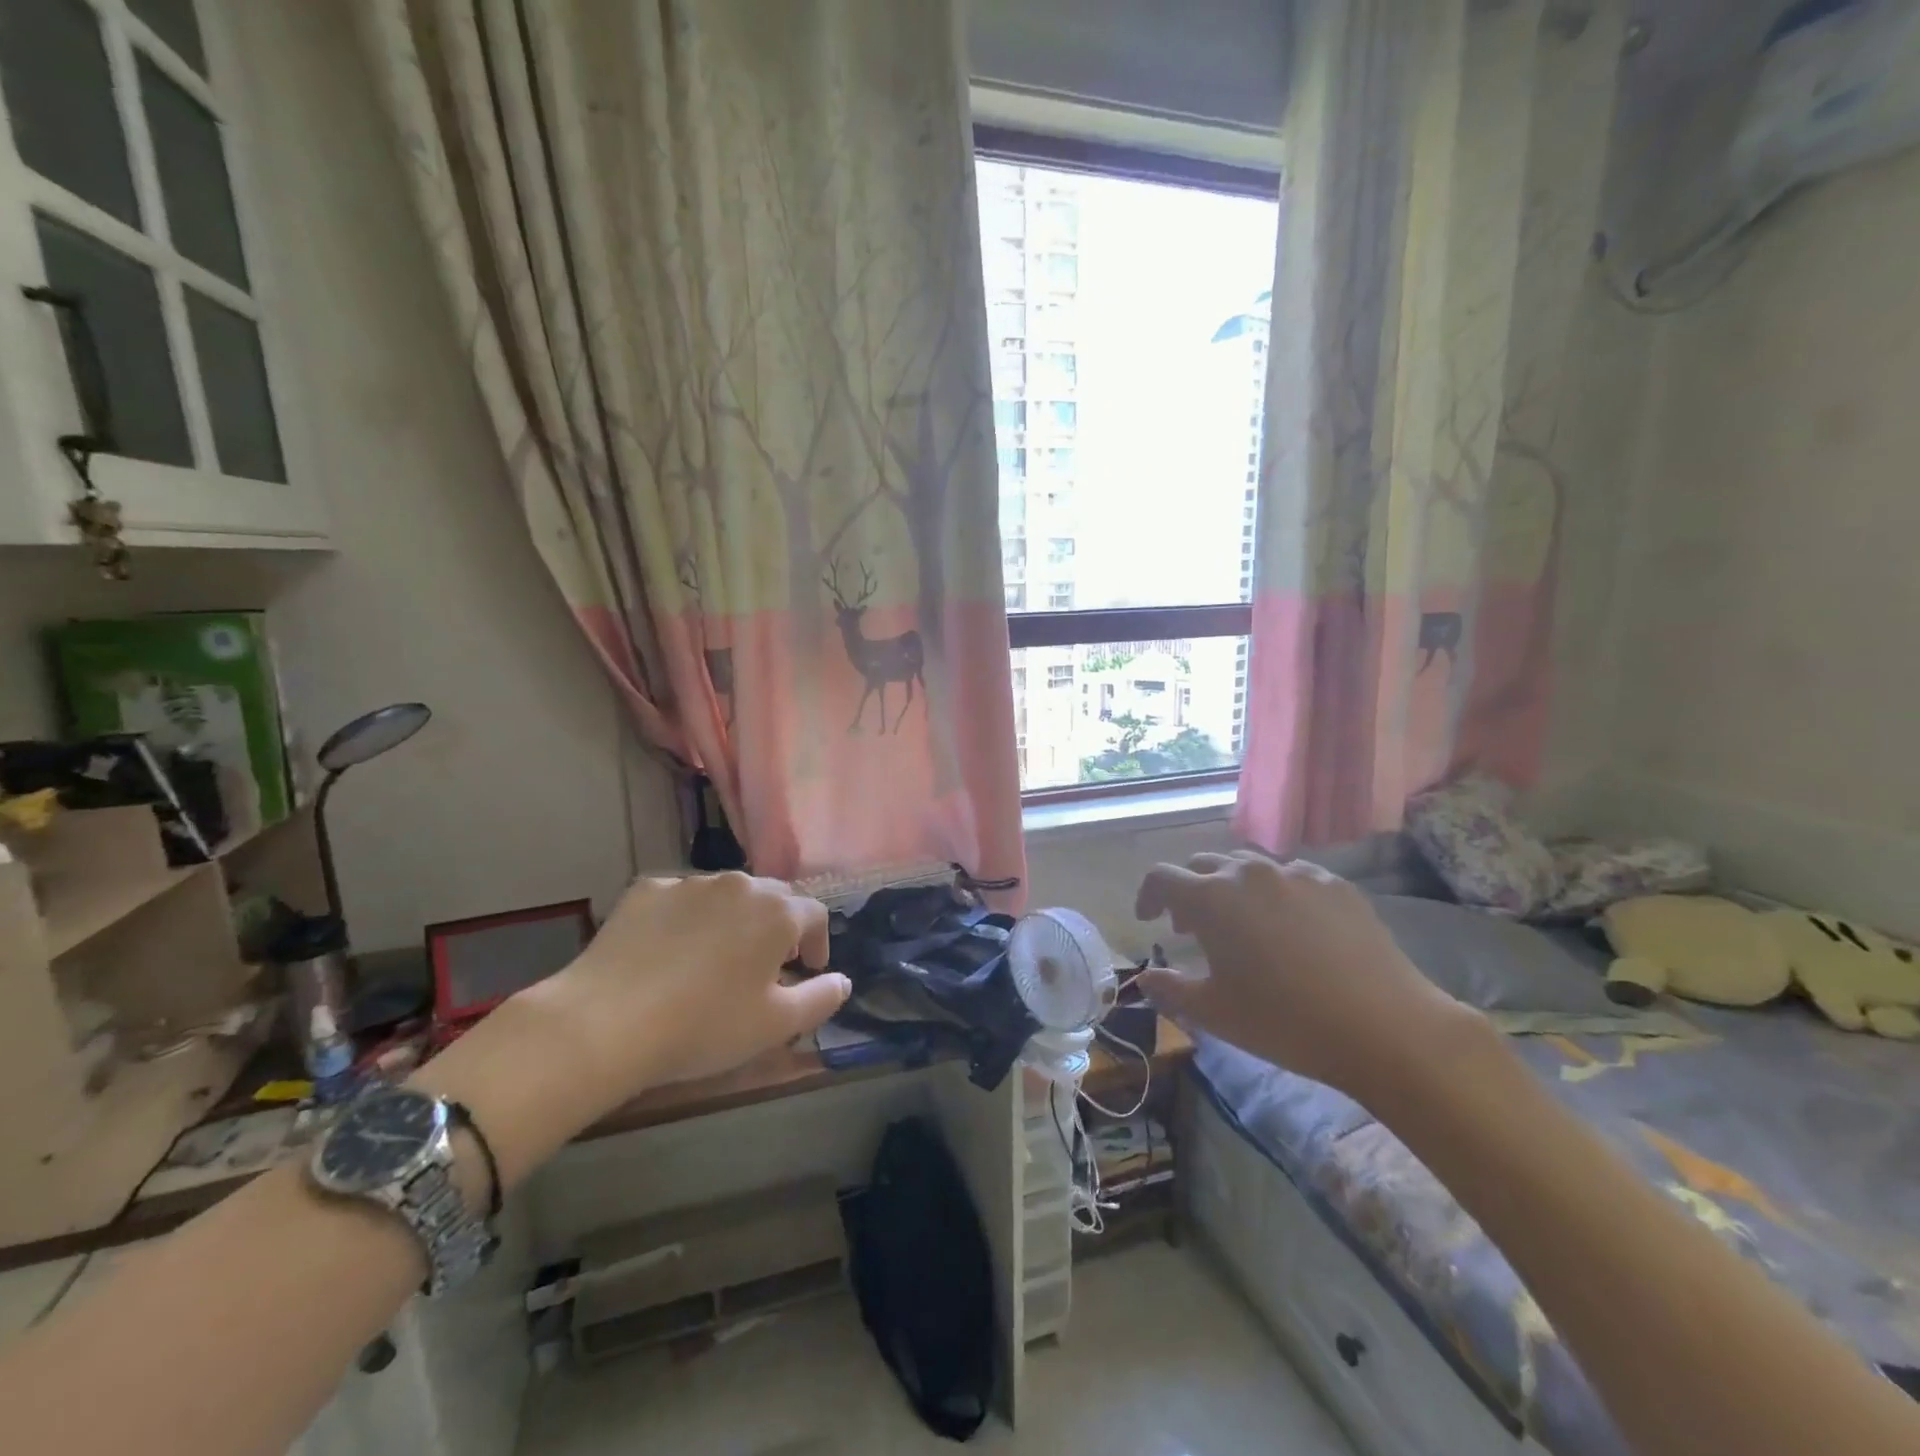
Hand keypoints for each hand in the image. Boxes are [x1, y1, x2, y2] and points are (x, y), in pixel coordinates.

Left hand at [549, 872, 850, 1092]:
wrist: (606, 1021)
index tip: (807, 970)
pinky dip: (686, 918)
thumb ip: (822, 998)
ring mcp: (689, 882)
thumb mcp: (776, 1026)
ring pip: (726, 894)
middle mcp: (739, 884)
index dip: (817, 942)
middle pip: (773, 897)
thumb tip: (843, 980)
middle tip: (765, 965)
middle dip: (778, 926)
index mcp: (777, 912)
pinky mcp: (646, 889)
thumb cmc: (704, 1025)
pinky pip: (680, 899)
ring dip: (733, 919)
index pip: (815, 914)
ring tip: (716, 957)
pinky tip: (669, 951)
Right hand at [1133, 852, 1472, 1106]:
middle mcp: (1248, 873)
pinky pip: (1291, 877)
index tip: (1149, 920)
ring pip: (1248, 867)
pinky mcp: (1335, 884)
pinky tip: (1292, 929)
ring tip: (1243, 926)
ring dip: (1231, 889)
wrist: (1385, 1027)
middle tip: (1192, 927)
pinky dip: (1275, 894)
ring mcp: (1296, 874)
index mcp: (1211, 898)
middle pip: (1203, 865)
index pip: (1162, 877)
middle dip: (1189, 891)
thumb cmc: (1284, 1021)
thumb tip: (1145, 978)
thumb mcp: (1214, 1014)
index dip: (1148, 895)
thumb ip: (1169, 989)